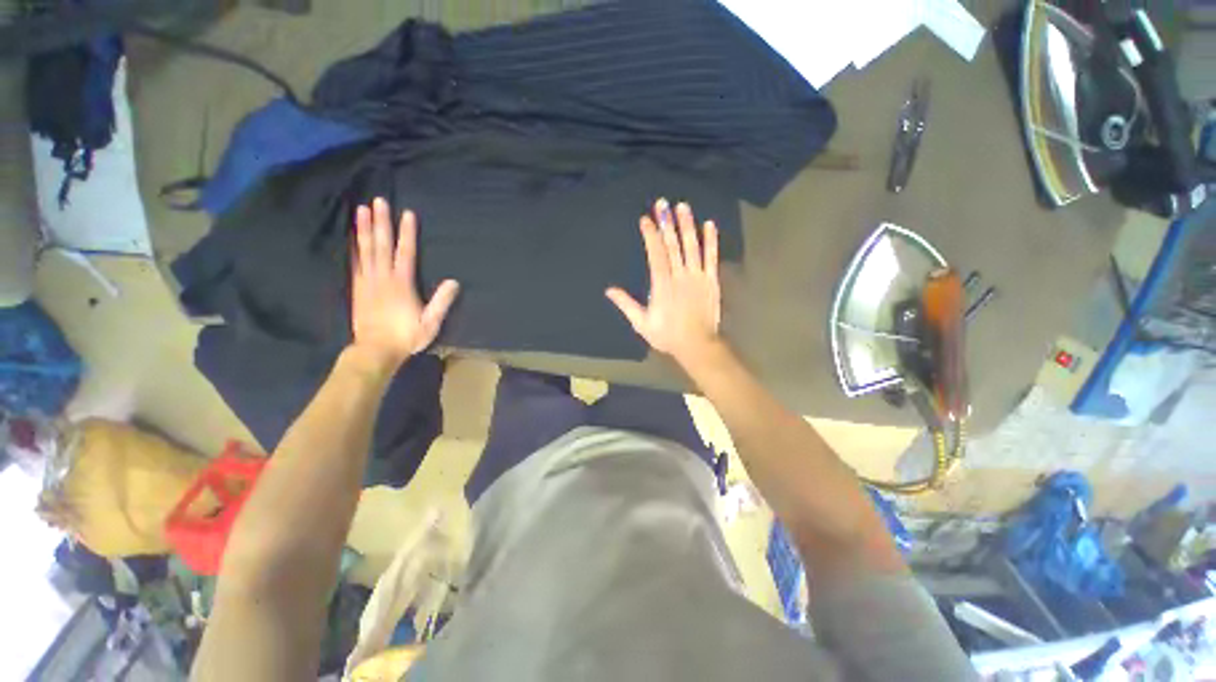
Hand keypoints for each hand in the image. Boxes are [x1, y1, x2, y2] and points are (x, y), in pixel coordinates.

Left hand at [349, 198, 458, 370]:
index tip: (407, 214)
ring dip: (363, 229)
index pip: (405, 253)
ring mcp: (367, 281)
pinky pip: (355, 262)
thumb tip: (454, 282)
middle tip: (378, 201)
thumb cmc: (406, 337)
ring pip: (365, 250)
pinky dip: (354, 247)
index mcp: (402, 284)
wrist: (375, 350)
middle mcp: (383, 278)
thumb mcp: (430, 322)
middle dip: (381, 222)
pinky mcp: (358, 288)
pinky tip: (353, 237)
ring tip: (361, 210)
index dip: (407, 233)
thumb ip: (441, 302)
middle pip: (381, 245)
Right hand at [606, 199, 721, 367]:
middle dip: (667, 223)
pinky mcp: (711, 281)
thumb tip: (609, 290)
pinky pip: (711, 258)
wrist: (697, 345)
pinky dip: (711, 241)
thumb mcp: (642, 323)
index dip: (651, 235)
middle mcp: (680, 276)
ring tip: (683, 206)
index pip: (656, 254)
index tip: (646, 219)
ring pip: (692, 246)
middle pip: (673, 245)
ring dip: (687, 225)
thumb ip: (627, 305)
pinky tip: (709, 224)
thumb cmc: (668, 335)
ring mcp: (698, 277)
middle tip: (662, 203)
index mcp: (662, 285)